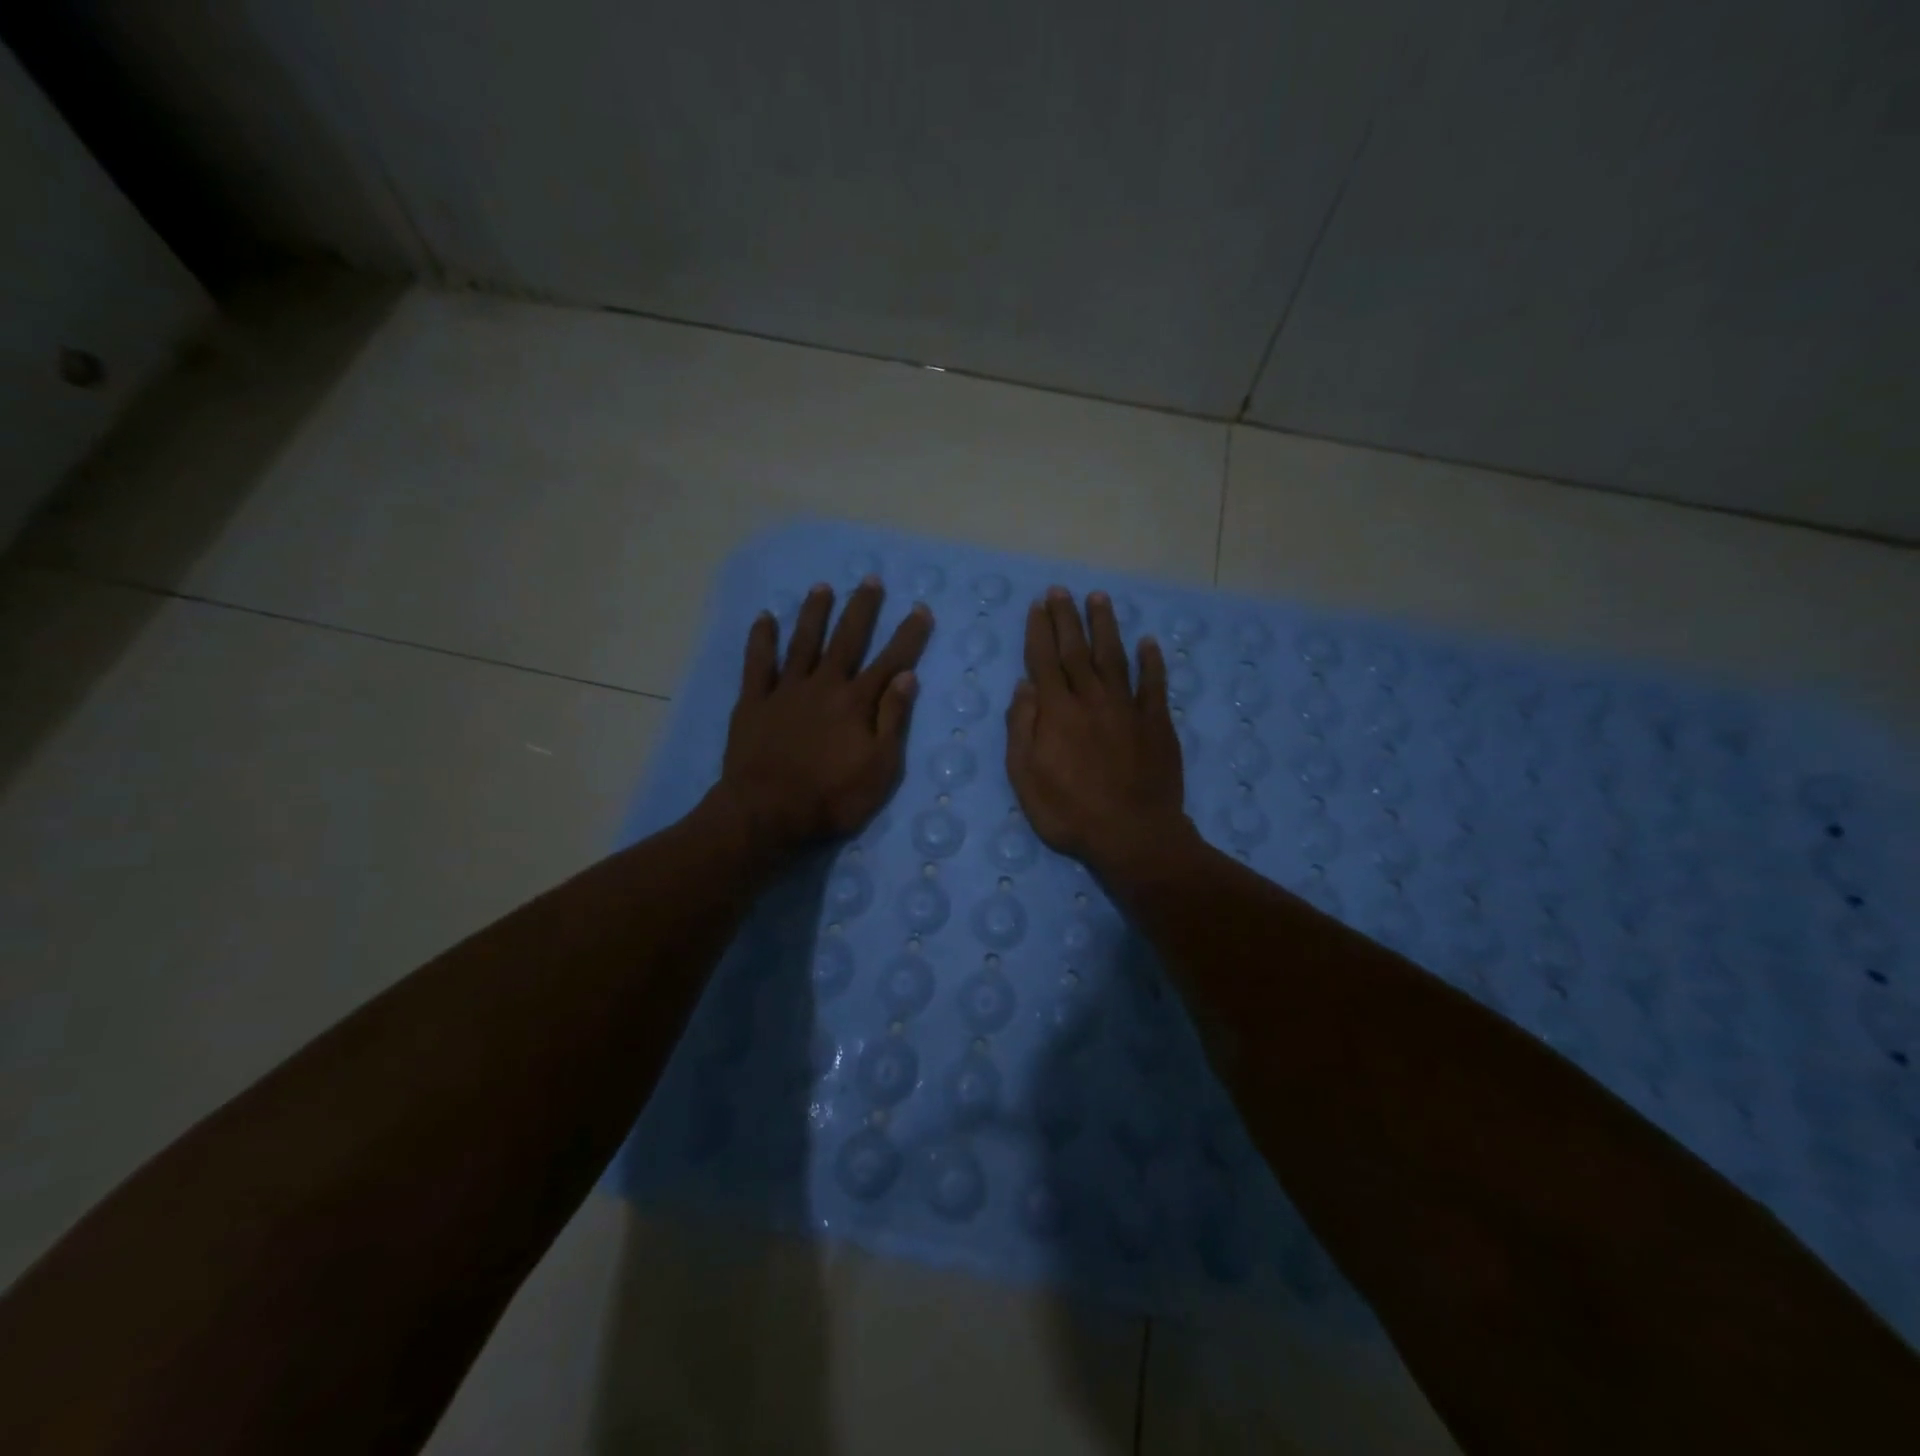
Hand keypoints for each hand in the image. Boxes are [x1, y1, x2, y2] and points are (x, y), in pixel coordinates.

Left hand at [715, 578, 932, 862]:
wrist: (768, 812)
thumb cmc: (832, 797)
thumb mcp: (879, 768)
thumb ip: (893, 719)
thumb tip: (907, 676)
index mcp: (857, 702)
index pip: (890, 661)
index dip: (908, 635)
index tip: (920, 609)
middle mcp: (824, 685)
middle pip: (846, 639)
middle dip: (861, 609)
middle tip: (870, 580)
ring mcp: (786, 690)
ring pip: (803, 642)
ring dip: (814, 613)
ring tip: (822, 587)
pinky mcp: (754, 701)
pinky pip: (758, 663)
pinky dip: (762, 639)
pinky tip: (765, 618)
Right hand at [1005, 587, 1192, 882]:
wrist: (1133, 836)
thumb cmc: (1070, 813)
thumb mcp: (1026, 778)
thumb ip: (1022, 729)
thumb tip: (1024, 686)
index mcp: (1057, 713)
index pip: (1045, 661)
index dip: (1040, 631)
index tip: (1038, 606)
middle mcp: (1092, 700)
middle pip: (1077, 651)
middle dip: (1067, 618)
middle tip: (1061, 591)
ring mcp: (1128, 709)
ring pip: (1114, 658)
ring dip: (1106, 626)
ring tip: (1099, 598)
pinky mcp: (1157, 724)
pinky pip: (1154, 685)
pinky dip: (1152, 662)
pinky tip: (1149, 642)